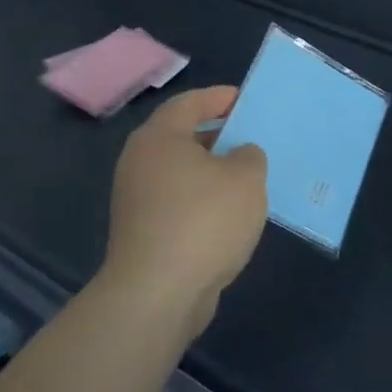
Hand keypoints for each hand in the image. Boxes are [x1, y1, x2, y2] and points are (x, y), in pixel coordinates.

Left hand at [97, 85, 268, 343]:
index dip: (219, 98)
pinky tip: (232, 215)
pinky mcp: (143, 233)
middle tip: (253, 138)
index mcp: (159, 138)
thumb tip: (239, 157)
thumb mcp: (246, 178)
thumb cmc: (204, 220)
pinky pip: (180, 203)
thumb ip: (249, 156)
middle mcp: (140, 163)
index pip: (189, 103)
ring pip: (182, 173)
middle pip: (183, 138)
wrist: (158, 293)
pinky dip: (205, 201)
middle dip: (219, 136)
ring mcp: (137, 200)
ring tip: (250, 177)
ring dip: (214, 173)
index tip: (245, 99)